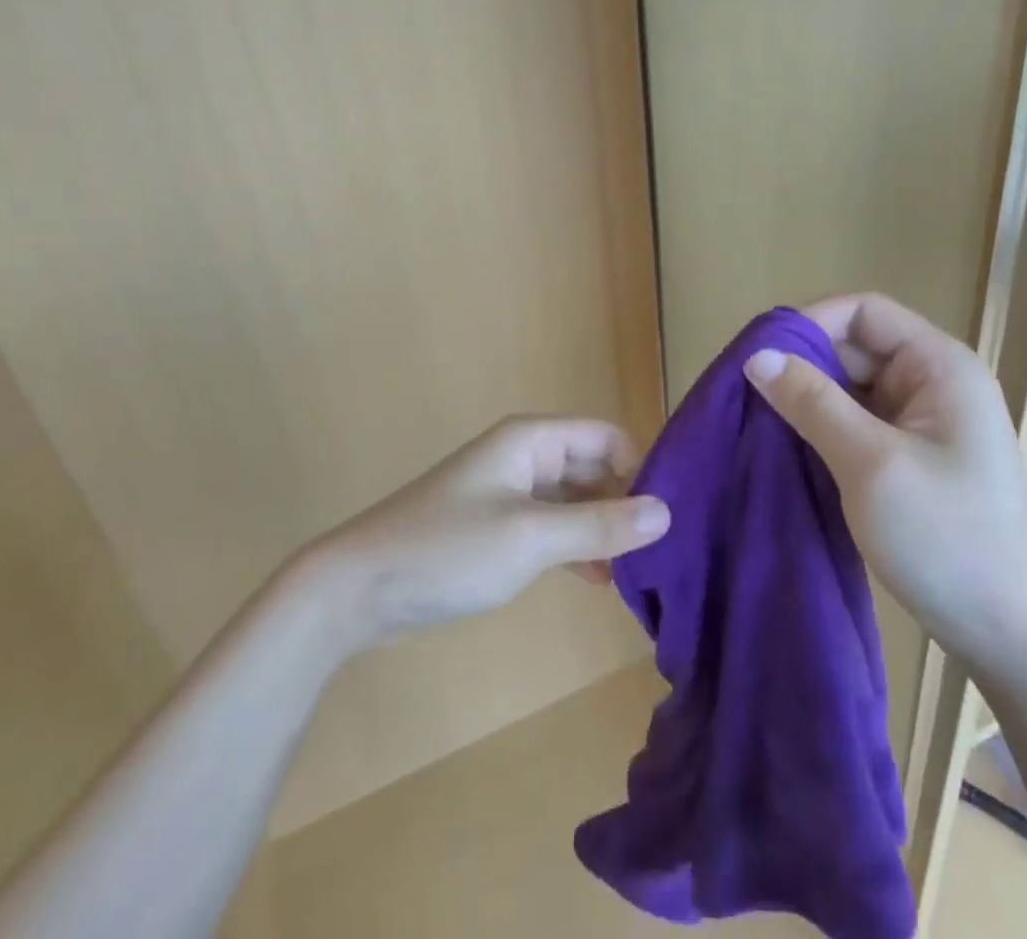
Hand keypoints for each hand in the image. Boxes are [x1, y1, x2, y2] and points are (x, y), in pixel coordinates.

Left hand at [317, 417, 670, 648]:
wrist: (359, 589)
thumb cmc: (448, 549)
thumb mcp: (531, 537)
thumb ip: (600, 525)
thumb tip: (666, 513)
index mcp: (532, 439)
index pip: (607, 437)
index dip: (640, 470)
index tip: (666, 519)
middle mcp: (525, 456)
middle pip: (594, 467)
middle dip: (624, 503)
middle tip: (660, 553)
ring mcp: (510, 492)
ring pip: (575, 500)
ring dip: (602, 529)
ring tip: (638, 573)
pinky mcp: (498, 526)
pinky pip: (553, 526)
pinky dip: (577, 547)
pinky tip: (599, 580)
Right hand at [743, 293, 1026, 672]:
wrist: (1015, 640)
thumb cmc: (949, 539)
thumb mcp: (871, 463)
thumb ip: (812, 402)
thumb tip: (756, 356)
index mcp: (938, 365)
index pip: (863, 311)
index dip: (811, 323)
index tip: (762, 357)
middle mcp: (934, 382)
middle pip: (855, 347)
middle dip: (803, 366)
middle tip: (749, 397)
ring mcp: (925, 423)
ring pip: (851, 388)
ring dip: (809, 401)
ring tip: (760, 424)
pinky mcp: (913, 459)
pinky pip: (858, 424)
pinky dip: (823, 431)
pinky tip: (790, 451)